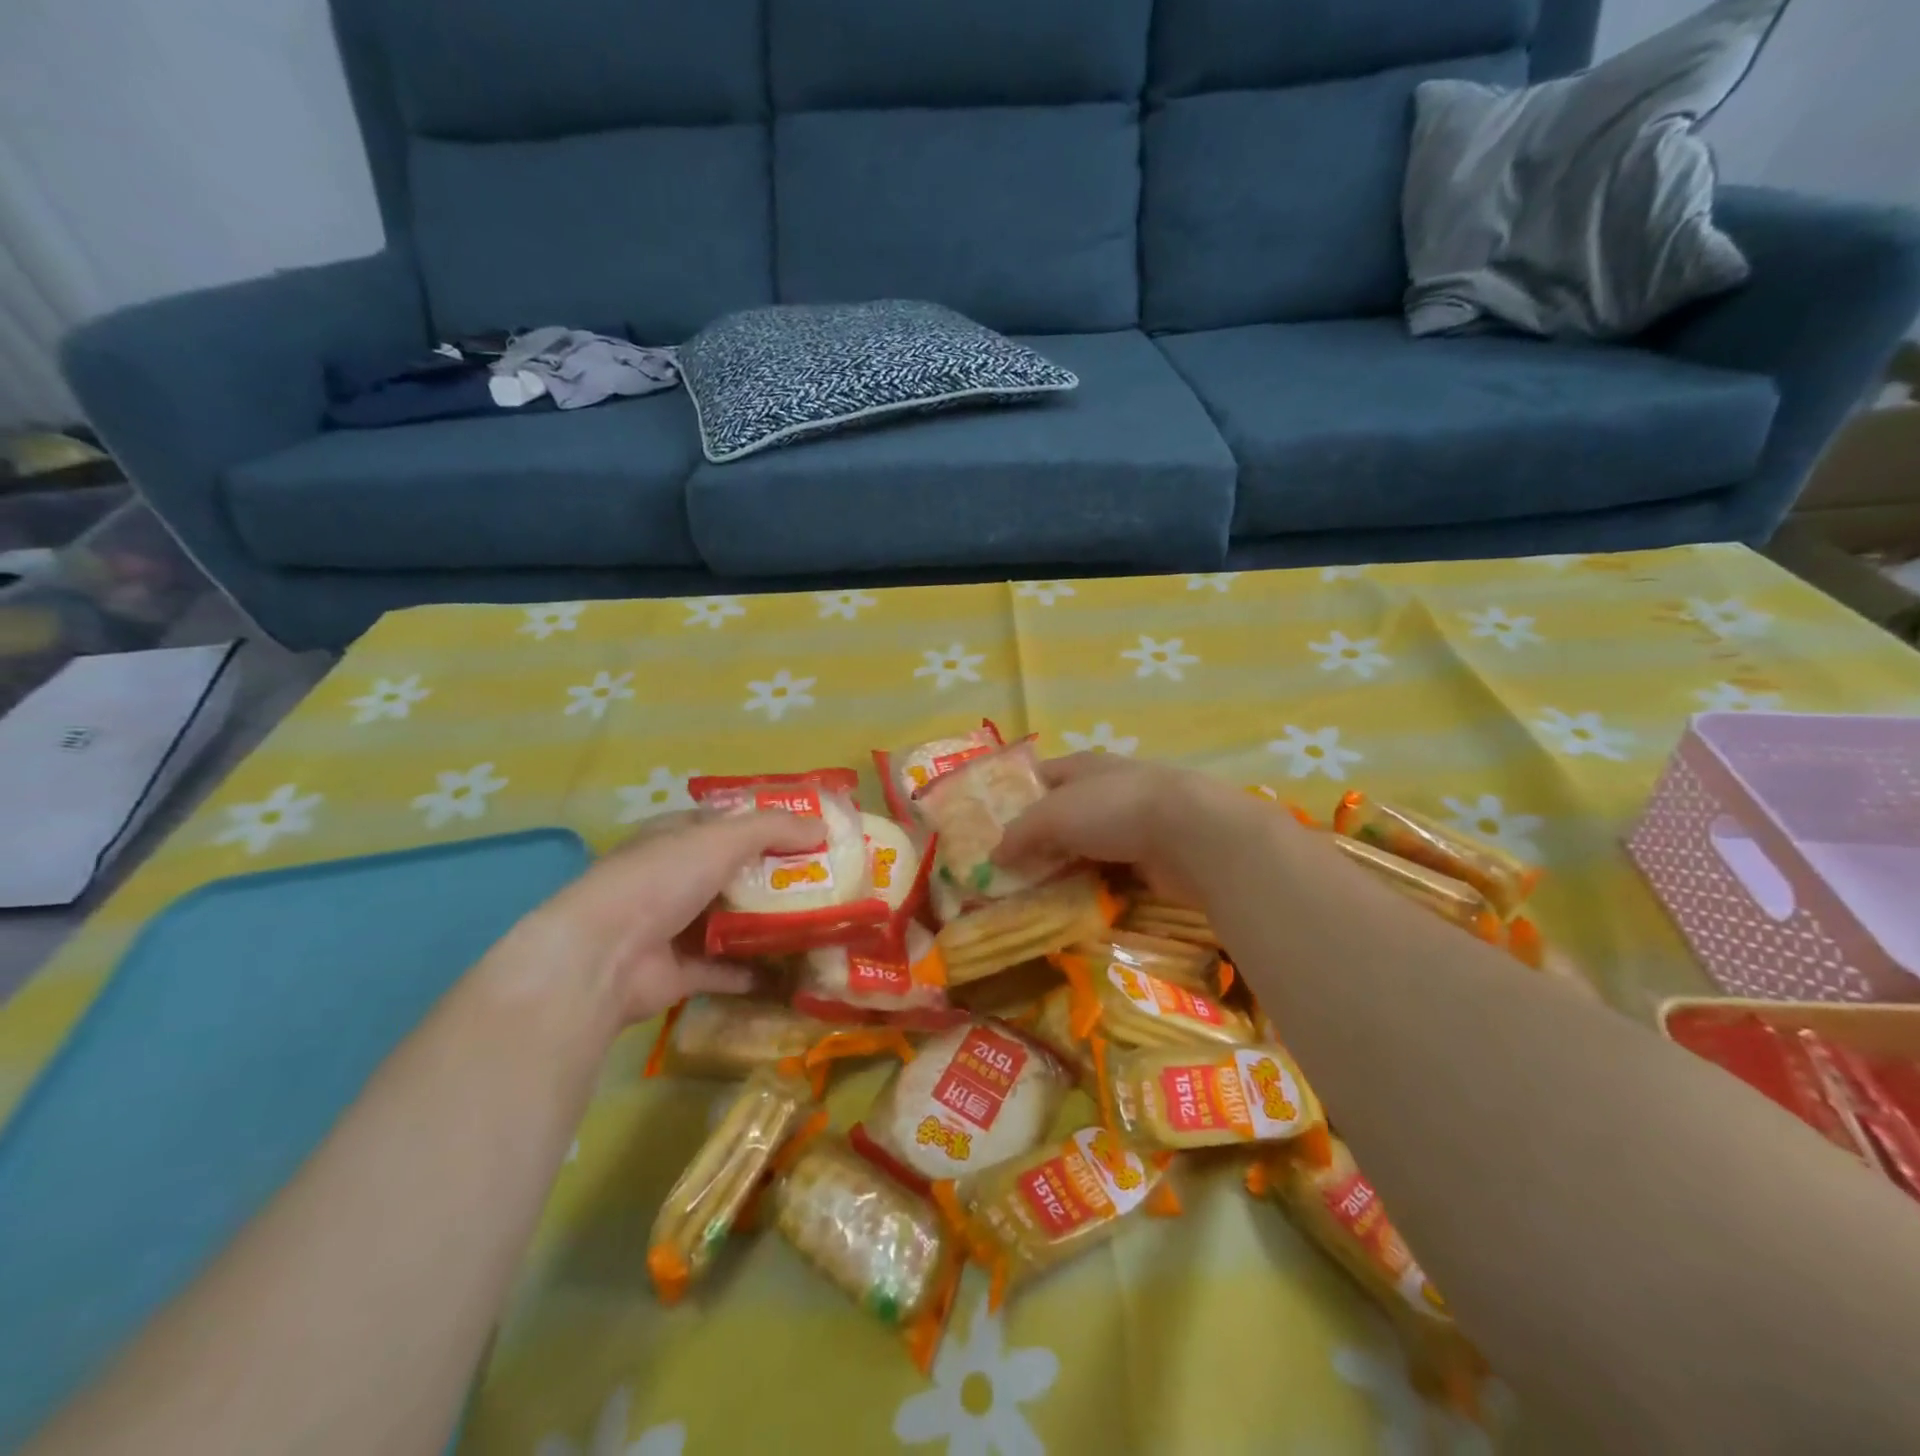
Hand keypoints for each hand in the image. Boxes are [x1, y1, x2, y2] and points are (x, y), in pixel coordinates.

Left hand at [520, 810, 824, 1026]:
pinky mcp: (679, 972)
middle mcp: (673, 878)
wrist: (604, 957)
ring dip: (768, 922)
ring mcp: (674, 927)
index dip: (766, 824)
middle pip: (734, 873)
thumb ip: (773, 829)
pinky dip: (754, 970)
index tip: (810, 832)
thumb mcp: (721, 839)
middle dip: (776, 876)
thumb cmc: (661, 880)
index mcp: (675, 837)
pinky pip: (725, 969)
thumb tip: (822, 827)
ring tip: (819, 921)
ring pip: (732, 921)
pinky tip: (793, 969)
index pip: (725, 823)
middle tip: (826, 879)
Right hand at [994, 753, 1275, 904]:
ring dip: (1066, 870)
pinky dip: (1095, 889)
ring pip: (1088, 849)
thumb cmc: (1115, 809)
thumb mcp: (1053, 815)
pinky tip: (1075, 908)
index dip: (1016, 796)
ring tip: (1034, 897)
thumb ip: (1020, 833)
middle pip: (1063, 816)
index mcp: (1084, 767)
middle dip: (1038, 841)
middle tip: (1007, 873)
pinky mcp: (1153, 860)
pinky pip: (1113, 876)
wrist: (1193, 836)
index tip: (990, 826)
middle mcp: (1108, 792)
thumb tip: (993, 856)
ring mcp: (1134, 826)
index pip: (1041, 776)